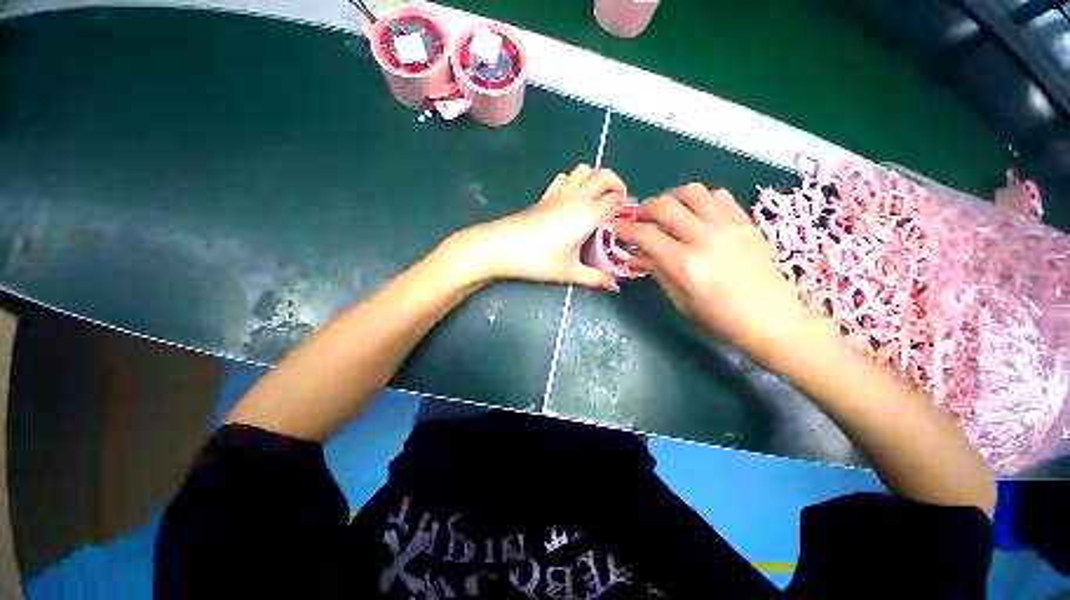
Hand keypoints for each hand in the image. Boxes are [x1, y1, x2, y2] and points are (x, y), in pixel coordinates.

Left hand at [457, 164, 627, 290]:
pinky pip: (564, 178)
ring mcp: (558, 193)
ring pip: (583, 170)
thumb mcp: (569, 272)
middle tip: (618, 205)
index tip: (627, 221)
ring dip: (595, 179)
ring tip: (597, 200)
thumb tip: (616, 287)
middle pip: (604, 175)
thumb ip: (595, 278)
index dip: (625, 206)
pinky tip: (572, 199)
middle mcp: (576, 197)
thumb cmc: (537, 260)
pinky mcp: (544, 196)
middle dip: (617, 185)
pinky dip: (574, 180)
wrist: (500, 246)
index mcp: (586, 213)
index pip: (615, 198)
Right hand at [615, 184, 812, 360]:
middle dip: (644, 209)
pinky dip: (701, 200)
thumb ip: (657, 271)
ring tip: (668, 211)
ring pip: (693, 192)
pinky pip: (720, 196)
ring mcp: (729, 227)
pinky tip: (697, 214)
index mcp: (685, 264)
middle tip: (639, 218)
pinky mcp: (746, 223)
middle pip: (665, 206)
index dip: (625, 229)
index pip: (646, 235)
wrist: (772, 319)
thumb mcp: (680, 300)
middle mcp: (705, 238)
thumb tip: (638, 255)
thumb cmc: (719, 318)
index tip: (616, 228)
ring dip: (672, 198)